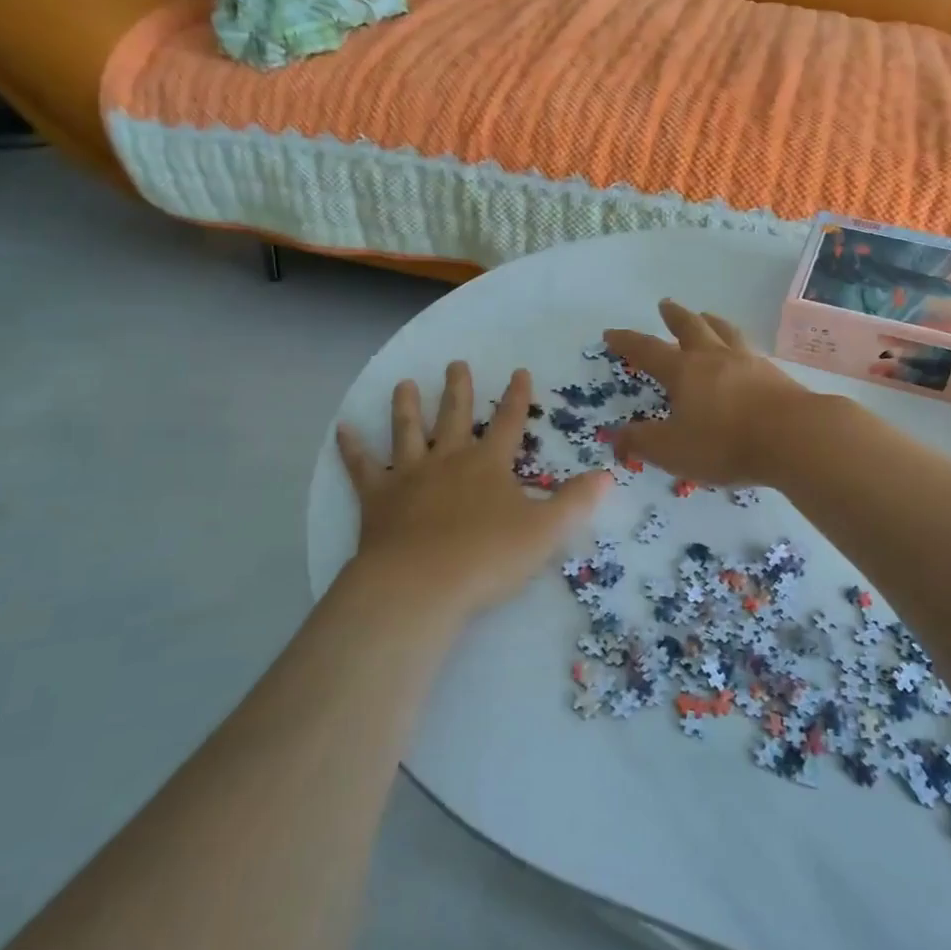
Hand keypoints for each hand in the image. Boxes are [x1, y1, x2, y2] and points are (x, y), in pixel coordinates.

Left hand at [337, 364, 608, 624]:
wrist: (420, 585)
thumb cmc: (487, 557)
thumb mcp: (545, 532)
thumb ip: (576, 502)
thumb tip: (608, 475)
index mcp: (489, 464)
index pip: (510, 422)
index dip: (517, 397)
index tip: (519, 371)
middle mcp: (449, 459)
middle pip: (456, 416)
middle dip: (459, 389)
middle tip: (456, 363)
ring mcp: (410, 476)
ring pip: (408, 431)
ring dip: (407, 406)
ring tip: (404, 383)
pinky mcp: (377, 498)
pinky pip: (362, 466)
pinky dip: (352, 447)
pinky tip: (342, 428)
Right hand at [603, 300, 814, 487]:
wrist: (793, 436)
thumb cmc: (725, 442)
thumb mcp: (672, 450)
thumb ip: (642, 442)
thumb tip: (616, 435)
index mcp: (684, 371)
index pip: (648, 351)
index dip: (627, 342)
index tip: (611, 333)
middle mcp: (714, 358)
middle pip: (691, 328)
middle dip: (674, 317)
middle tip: (665, 305)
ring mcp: (748, 362)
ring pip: (724, 332)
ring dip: (711, 322)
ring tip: (707, 316)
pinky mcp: (774, 374)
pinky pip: (749, 349)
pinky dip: (738, 344)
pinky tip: (744, 352)